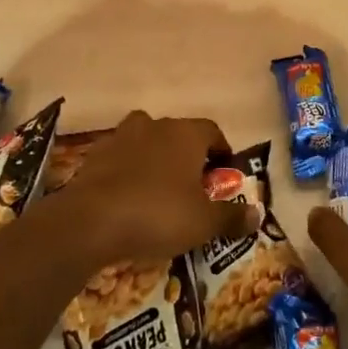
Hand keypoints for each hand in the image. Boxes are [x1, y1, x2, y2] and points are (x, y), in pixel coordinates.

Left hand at [50, 111, 246, 268]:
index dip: (221, 151)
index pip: (212, 131)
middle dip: (188, 156)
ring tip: (159, 191)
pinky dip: (128, 172)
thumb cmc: (158, 214)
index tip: (223, 175)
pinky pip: (120, 159)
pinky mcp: (94, 155)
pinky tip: (128, 199)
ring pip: (146, 142)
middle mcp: (155, 125)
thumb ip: (232, 217)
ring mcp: (121, 137)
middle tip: (193, 187)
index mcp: (186, 134)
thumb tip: (257, 215)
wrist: (90, 221)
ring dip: (155, 160)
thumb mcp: (203, 223)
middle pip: (178, 135)